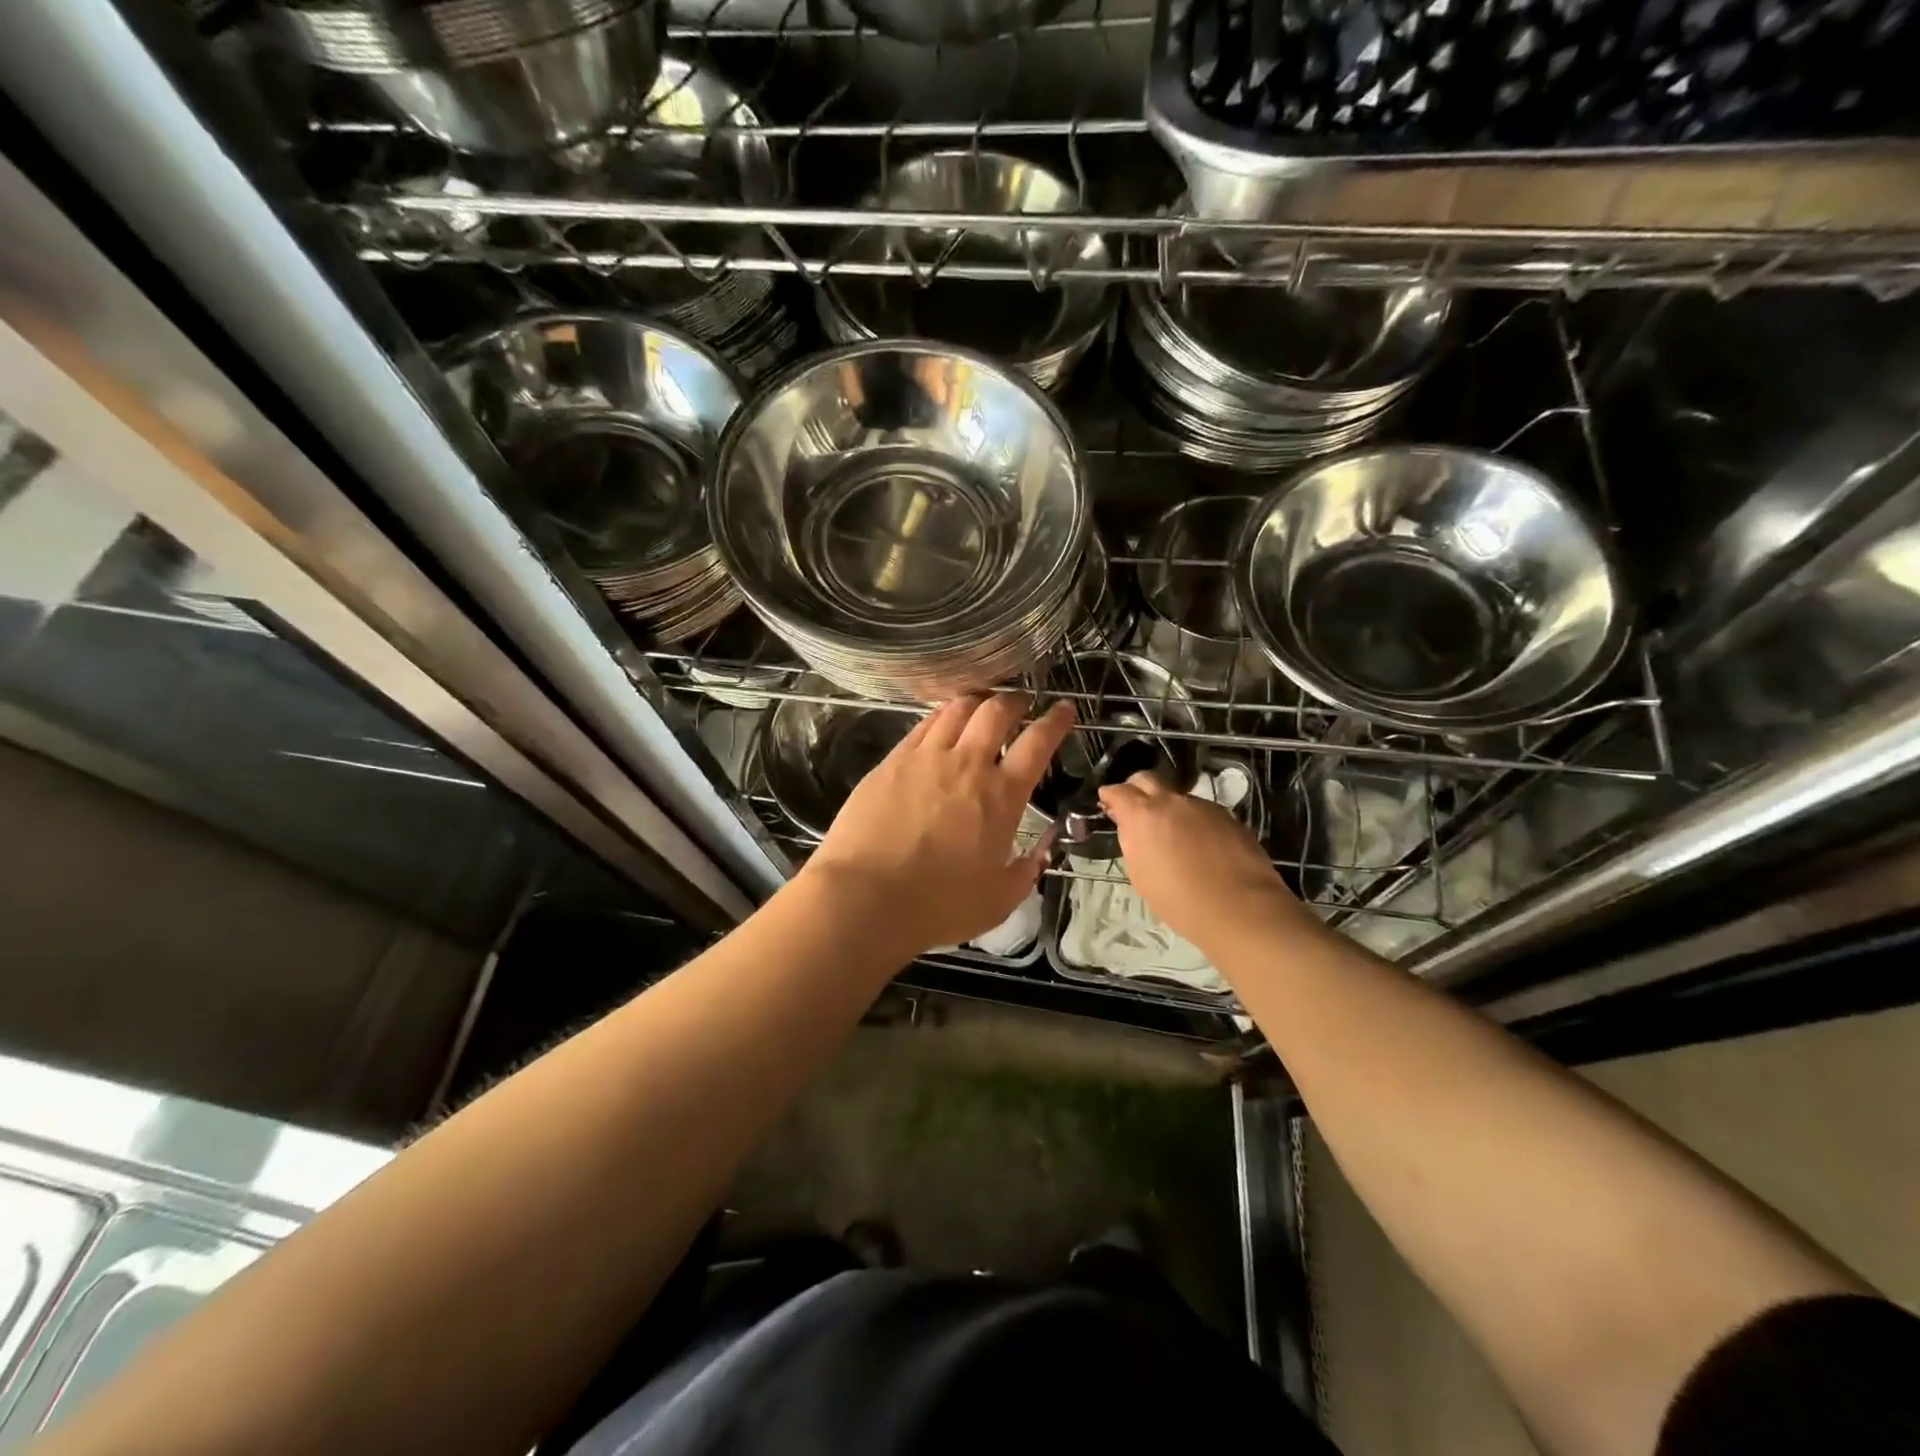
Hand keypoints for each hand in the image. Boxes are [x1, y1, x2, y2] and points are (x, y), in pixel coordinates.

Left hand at [802, 694, 1075, 956]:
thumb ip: (1024, 873)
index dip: (1056, 721)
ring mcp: (926, 757)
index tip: (1065, 708)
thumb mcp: (998, 900)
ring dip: (977, 701)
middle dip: (1015, 701)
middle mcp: (967, 764)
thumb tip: (1038, 856)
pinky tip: (941, 721)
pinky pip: (923, 724)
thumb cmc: (938, 904)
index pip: (1038, 743)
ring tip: (981, 705)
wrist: (866, 896)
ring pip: (957, 709)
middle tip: (1020, 703)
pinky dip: (941, 715)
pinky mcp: (893, 760)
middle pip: (997, 712)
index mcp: (1002, 796)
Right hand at [1097, 771, 1308, 949]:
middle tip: (1135, 810)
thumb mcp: (1141, 875)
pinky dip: (1194, 822)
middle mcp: (1172, 801)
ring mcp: (1203, 806)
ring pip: (1177, 797)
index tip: (1107, 804)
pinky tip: (1200, 845)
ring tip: (1173, 836)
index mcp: (1143, 815)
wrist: (1240, 908)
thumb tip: (1133, 829)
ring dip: (1169, 809)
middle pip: (1147, 779)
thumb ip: (1133, 842)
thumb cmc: (1180, 900)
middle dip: (1136, 789)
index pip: (1118, 790)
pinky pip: (1202, 812)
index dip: (1110, 796)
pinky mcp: (1228, 816)